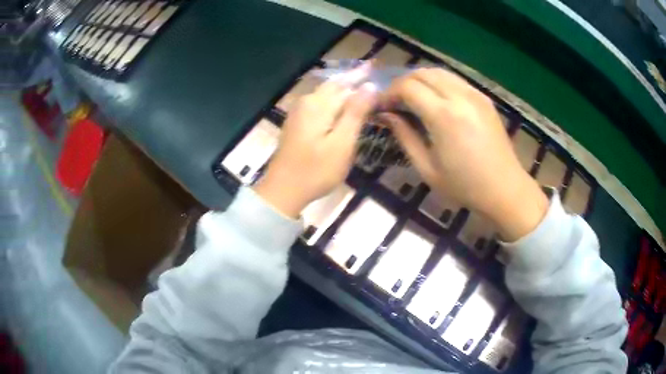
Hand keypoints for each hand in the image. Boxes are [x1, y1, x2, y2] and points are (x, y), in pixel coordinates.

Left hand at [254, 65, 377, 218]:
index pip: (345, 83)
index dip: (361, 74)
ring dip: (342, 87)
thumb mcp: (342, 143)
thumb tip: (369, 86)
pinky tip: (339, 103)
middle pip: (333, 85)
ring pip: (325, 93)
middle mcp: (307, 102)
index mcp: (319, 104)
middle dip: (351, 77)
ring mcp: (299, 112)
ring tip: (358, 83)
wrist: (283, 190)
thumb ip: (355, 113)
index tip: (374, 64)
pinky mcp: (296, 123)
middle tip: (369, 70)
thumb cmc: (316, 170)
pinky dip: (332, 98)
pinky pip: (318, 102)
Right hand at [380, 68, 547, 240]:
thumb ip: (404, 136)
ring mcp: (475, 94)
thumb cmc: (464, 185)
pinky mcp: (483, 97)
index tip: (381, 106)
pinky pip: (455, 79)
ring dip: (420, 80)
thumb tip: (386, 115)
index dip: (389, 93)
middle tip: (394, 102)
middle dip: (402, 83)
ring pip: (439, 72)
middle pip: (422, 73)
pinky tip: (435, 100)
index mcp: (444, 116)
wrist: (505, 188)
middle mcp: (460, 96)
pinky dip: (438, 83)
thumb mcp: (427, 168)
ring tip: (412, 98)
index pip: (408, 87)